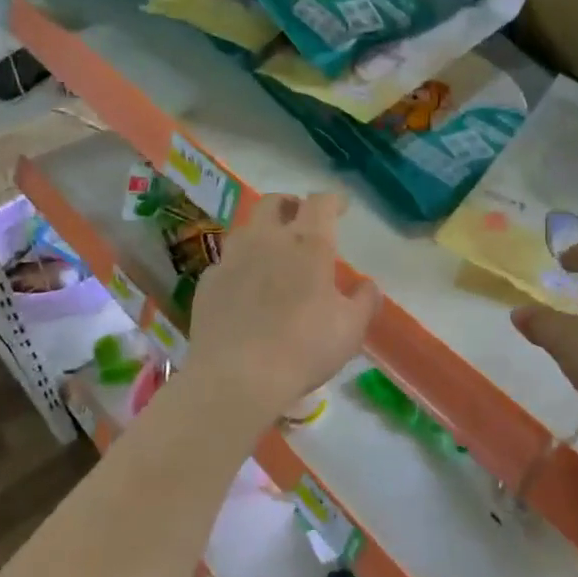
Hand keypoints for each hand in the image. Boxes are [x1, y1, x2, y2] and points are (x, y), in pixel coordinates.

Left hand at [185, 191, 379, 419]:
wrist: (237, 376)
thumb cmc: (304, 348)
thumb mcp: (351, 329)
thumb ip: (365, 301)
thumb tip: (369, 285)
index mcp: (308, 244)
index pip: (321, 203)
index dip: (333, 200)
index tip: (341, 207)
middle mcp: (267, 240)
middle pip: (274, 202)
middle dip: (291, 204)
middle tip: (301, 218)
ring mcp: (232, 259)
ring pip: (246, 227)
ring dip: (262, 230)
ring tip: (272, 250)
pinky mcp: (208, 282)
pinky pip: (226, 261)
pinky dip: (240, 265)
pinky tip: (245, 286)